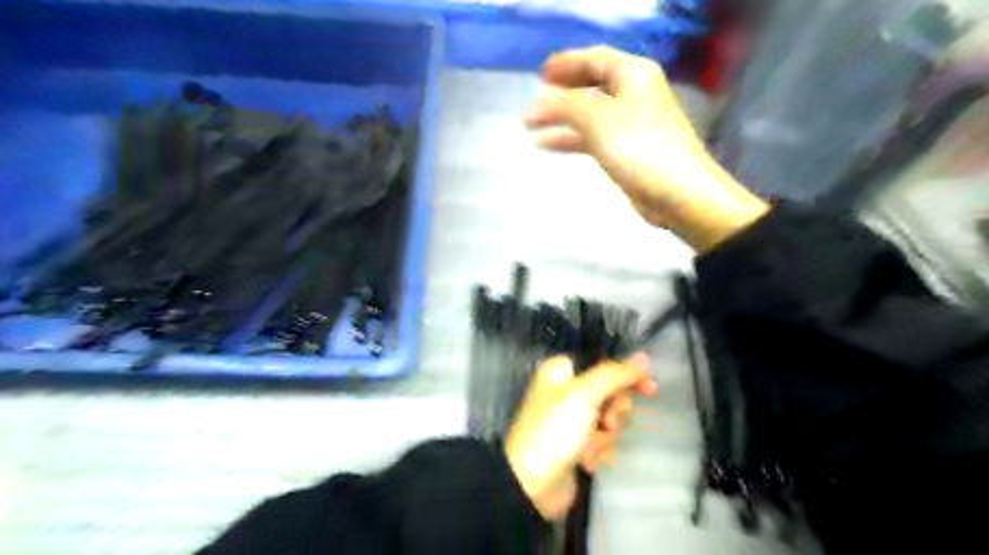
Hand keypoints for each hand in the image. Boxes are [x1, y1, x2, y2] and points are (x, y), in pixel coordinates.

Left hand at [509, 355, 655, 519]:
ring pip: (609, 421)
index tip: (650, 389)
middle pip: (609, 394)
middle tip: (607, 422)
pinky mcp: (575, 446)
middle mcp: (565, 392)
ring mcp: (570, 421)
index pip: (604, 366)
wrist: (533, 484)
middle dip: (613, 413)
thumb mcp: (585, 394)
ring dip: (605, 437)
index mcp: (561, 372)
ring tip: (588, 447)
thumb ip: (615, 374)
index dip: (627, 376)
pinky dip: (598, 452)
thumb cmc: (556, 429)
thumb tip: (643, 356)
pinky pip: (601, 443)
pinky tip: (585, 462)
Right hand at [521, 45, 768, 252]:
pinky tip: (548, 145)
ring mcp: (632, 124)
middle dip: (563, 90)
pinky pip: (594, 136)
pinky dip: (572, 138)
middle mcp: (635, 94)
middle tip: (537, 95)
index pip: (596, 58)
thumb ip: (566, 106)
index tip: (541, 72)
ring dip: (561, 118)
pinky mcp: (628, 150)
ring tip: (531, 124)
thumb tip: (539, 100)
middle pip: (593, 84)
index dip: (567, 63)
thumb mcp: (598, 120)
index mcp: (634, 76)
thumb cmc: (640, 148)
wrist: (678, 194)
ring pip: (590, 113)